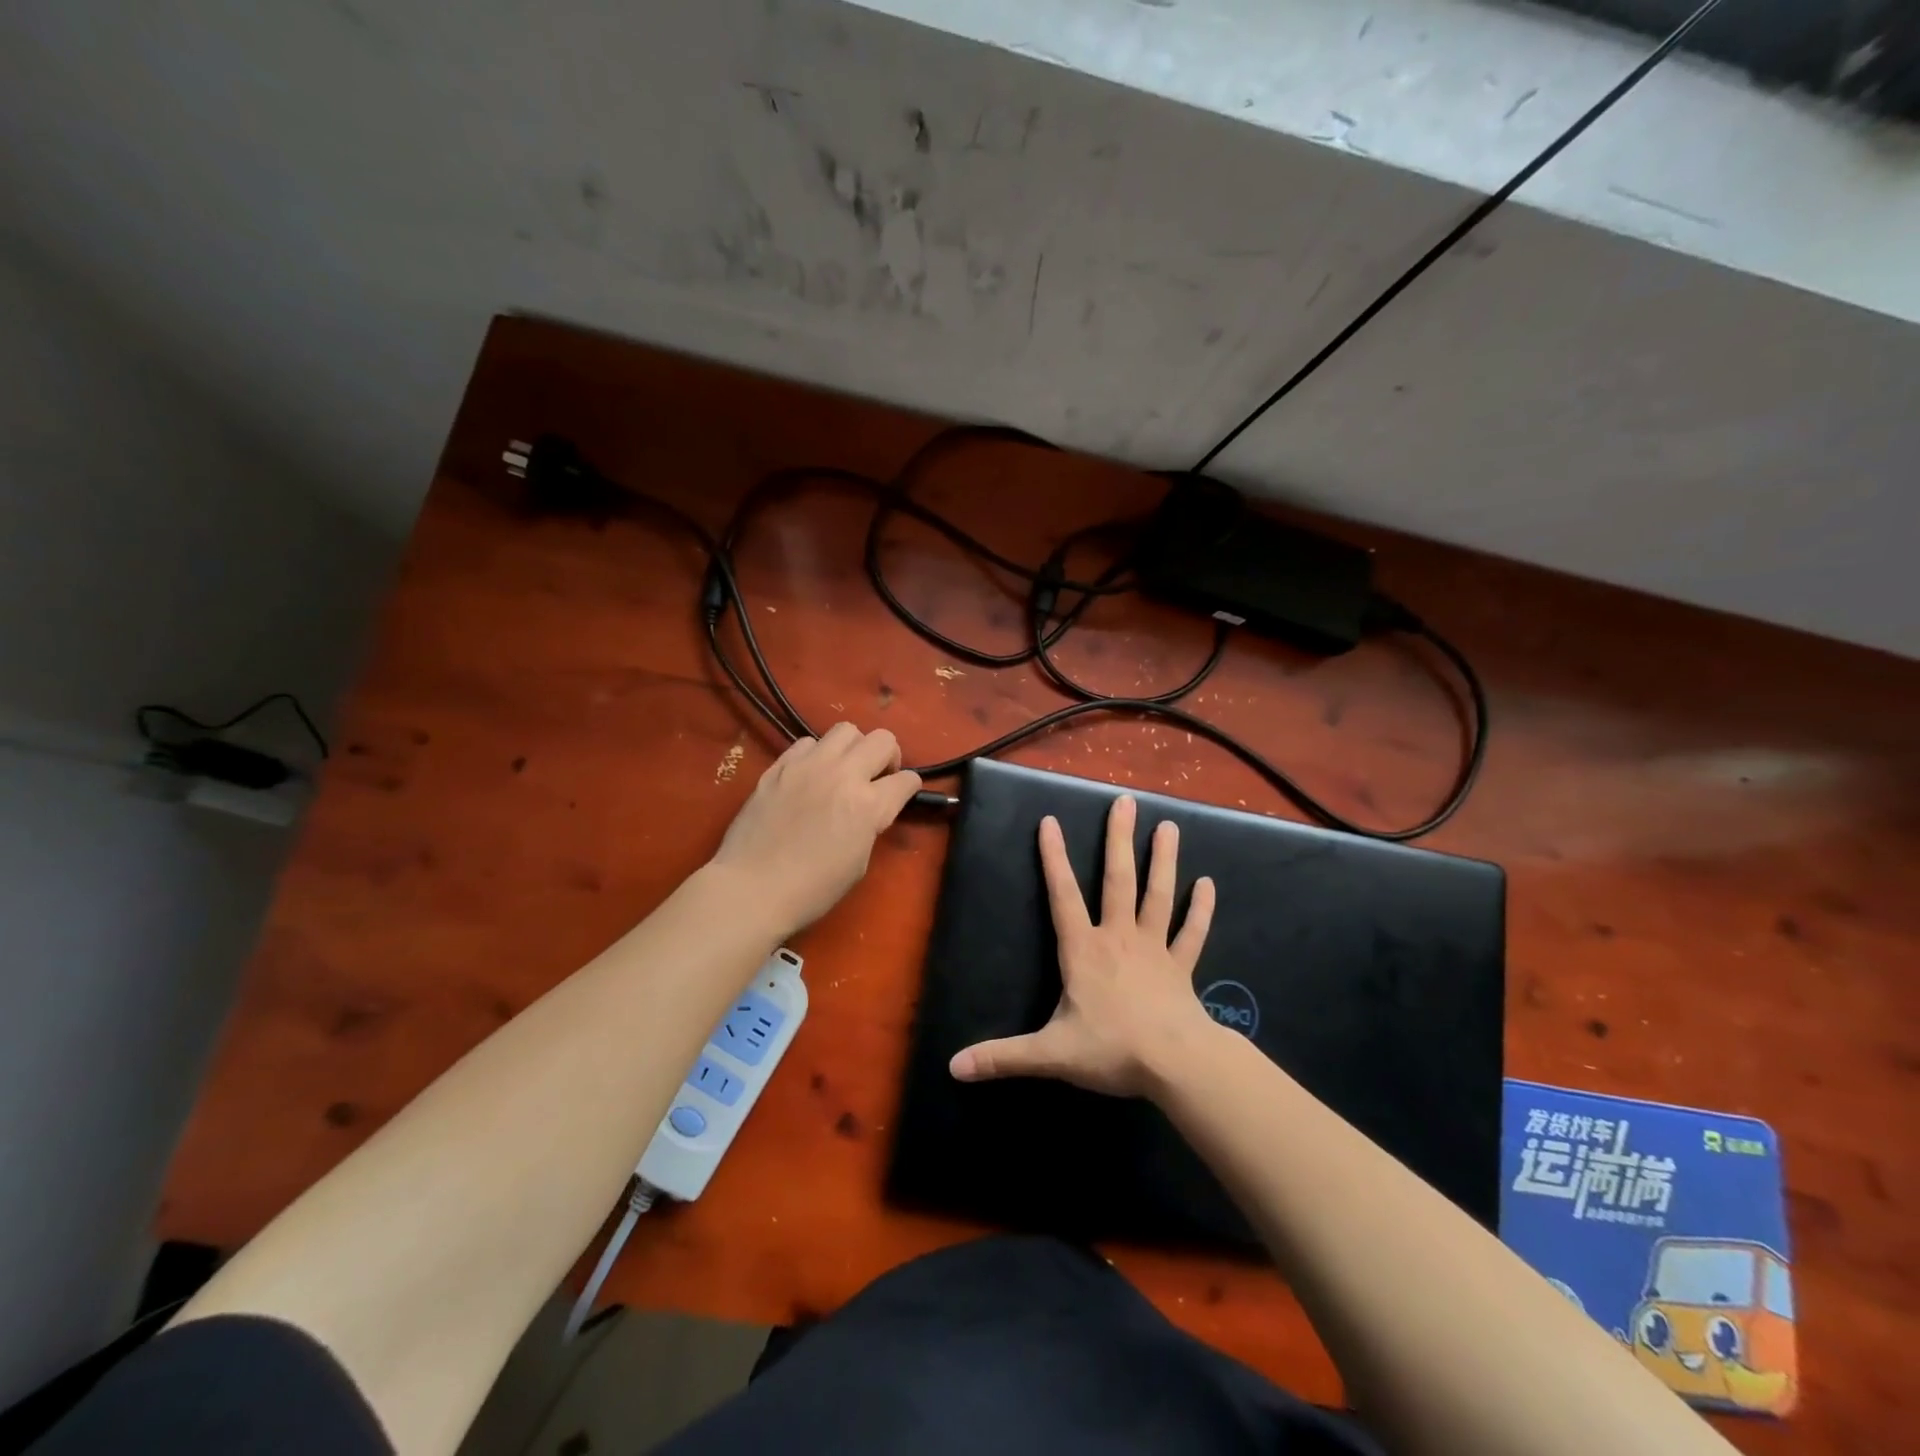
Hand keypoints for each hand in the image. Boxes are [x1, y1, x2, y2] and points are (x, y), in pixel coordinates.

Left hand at [710, 723, 921, 934]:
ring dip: (853, 748)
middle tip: (877, 777)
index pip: (907, 780)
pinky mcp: (780, 765)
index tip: (902, 795)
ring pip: (846, 730)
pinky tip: (810, 776)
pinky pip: (807, 742)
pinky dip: (817, 754)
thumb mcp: (859, 862)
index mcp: (869, 805)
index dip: (909, 788)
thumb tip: (870, 810)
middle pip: (882, 739)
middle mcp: (843, 774)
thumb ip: (870, 825)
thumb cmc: (812, 889)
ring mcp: (809, 765)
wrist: (751, 888)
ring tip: (843, 769)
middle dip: (888, 756)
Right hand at [949, 794, 1218, 1097]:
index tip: (1050, 821)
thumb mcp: (1050, 1054)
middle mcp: (1119, 937)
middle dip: (1119, 839)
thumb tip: (954, 1066)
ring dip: (1163, 860)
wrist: (1176, 1064)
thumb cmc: (1111, 1049)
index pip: (1063, 895)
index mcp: (1084, 950)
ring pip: (1158, 895)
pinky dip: (1200, 909)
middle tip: (1125, 801)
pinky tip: (1209, 884)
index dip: (1054, 858)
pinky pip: (1192, 933)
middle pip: (1118, 880)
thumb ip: (1003, 1057)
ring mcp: (1154, 948)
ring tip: (1168, 825)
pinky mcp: (1181, 967)